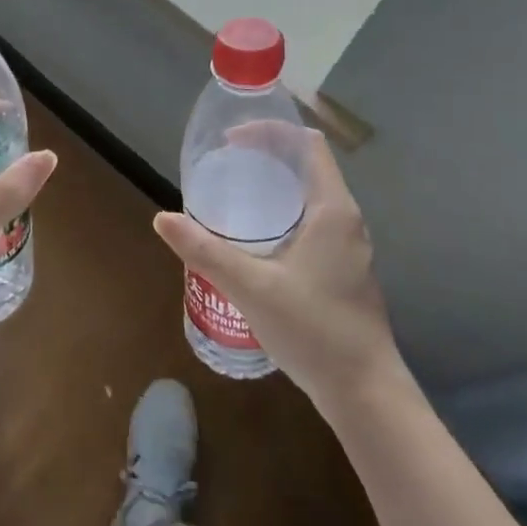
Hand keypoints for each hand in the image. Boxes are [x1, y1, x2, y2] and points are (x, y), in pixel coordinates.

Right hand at [154, 129, 400, 396]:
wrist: (364, 394)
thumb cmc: (314, 330)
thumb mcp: (251, 287)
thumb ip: (206, 251)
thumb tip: (162, 218)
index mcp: (332, 209)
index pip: (307, 144)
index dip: (270, 131)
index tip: (231, 140)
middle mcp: (345, 220)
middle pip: (307, 166)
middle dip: (266, 156)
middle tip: (224, 166)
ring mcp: (348, 247)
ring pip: (309, 196)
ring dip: (274, 186)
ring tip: (232, 197)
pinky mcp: (342, 269)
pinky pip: (311, 221)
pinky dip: (282, 213)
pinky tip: (254, 240)